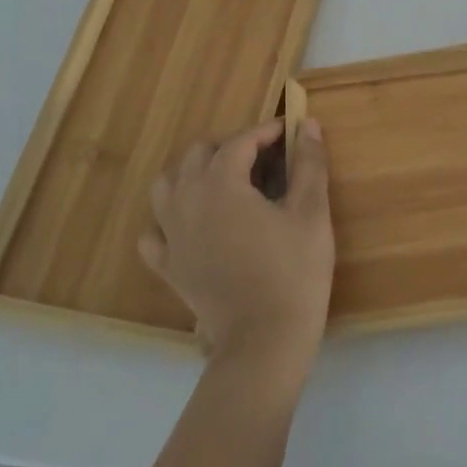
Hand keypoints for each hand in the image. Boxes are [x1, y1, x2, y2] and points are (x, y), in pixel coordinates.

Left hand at [139, 118, 333, 382]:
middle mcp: (187, 202)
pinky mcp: (169, 268)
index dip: (265, 132)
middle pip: (198, 155)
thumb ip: (309, 164)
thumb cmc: (293, 271)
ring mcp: (172, 237)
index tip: (289, 131)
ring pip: (167, 186)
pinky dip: (169, 220)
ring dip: (194, 174)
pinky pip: (155, 234)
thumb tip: (308, 125)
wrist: (264, 341)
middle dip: (230, 147)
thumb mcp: (311, 212)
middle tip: (263, 158)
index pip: (239, 142)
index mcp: (221, 185)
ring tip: (225, 183)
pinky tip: (193, 225)